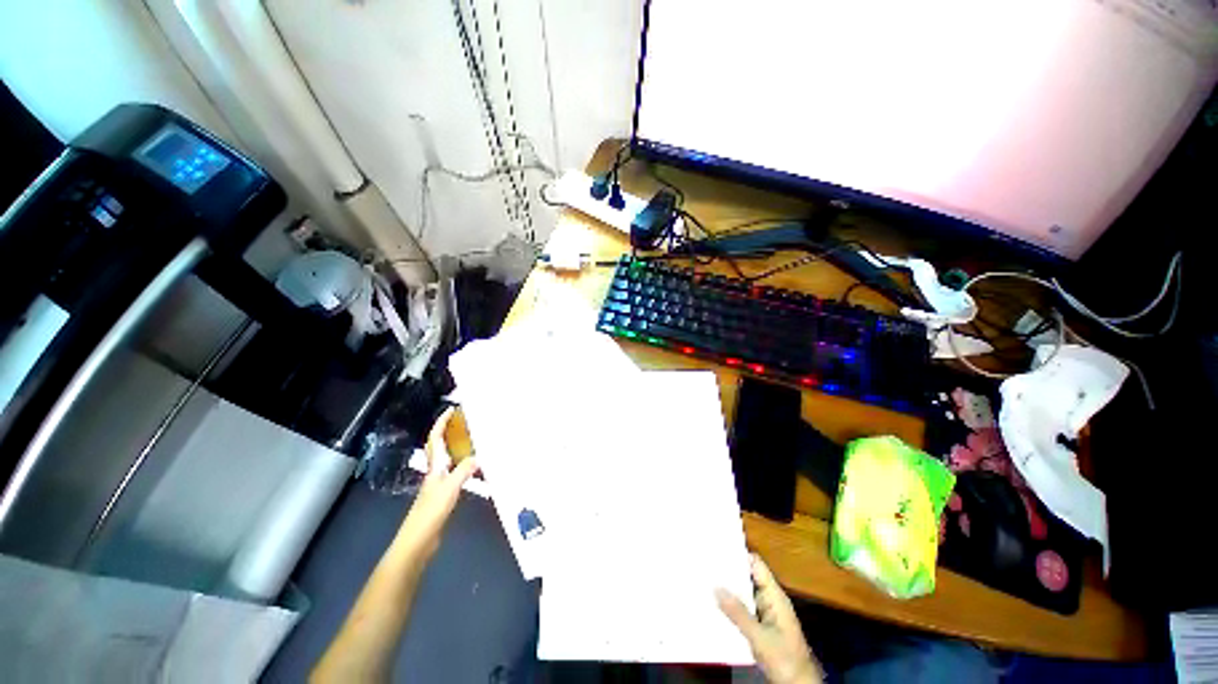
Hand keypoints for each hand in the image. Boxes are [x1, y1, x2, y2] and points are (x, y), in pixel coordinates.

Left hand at [397, 407, 478, 557]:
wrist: (418, 541)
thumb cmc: (430, 512)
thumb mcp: (450, 489)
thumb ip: (464, 471)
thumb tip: (479, 457)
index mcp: (435, 466)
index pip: (435, 438)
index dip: (441, 423)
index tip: (452, 409)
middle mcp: (436, 471)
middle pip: (440, 445)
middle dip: (449, 431)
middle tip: (466, 421)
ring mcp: (439, 483)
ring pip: (449, 458)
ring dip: (458, 447)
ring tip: (475, 439)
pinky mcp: (444, 494)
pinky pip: (456, 472)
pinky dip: (465, 465)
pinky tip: (476, 469)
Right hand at [717, 555, 822, 683]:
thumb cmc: (784, 658)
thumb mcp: (759, 636)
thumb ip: (738, 613)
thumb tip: (716, 587)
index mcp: (774, 595)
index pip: (756, 564)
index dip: (739, 553)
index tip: (717, 546)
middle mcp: (770, 599)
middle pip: (748, 577)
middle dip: (729, 571)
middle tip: (705, 562)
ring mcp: (765, 613)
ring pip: (744, 593)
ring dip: (728, 589)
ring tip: (704, 579)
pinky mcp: (761, 625)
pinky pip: (743, 608)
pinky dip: (731, 604)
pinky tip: (714, 604)